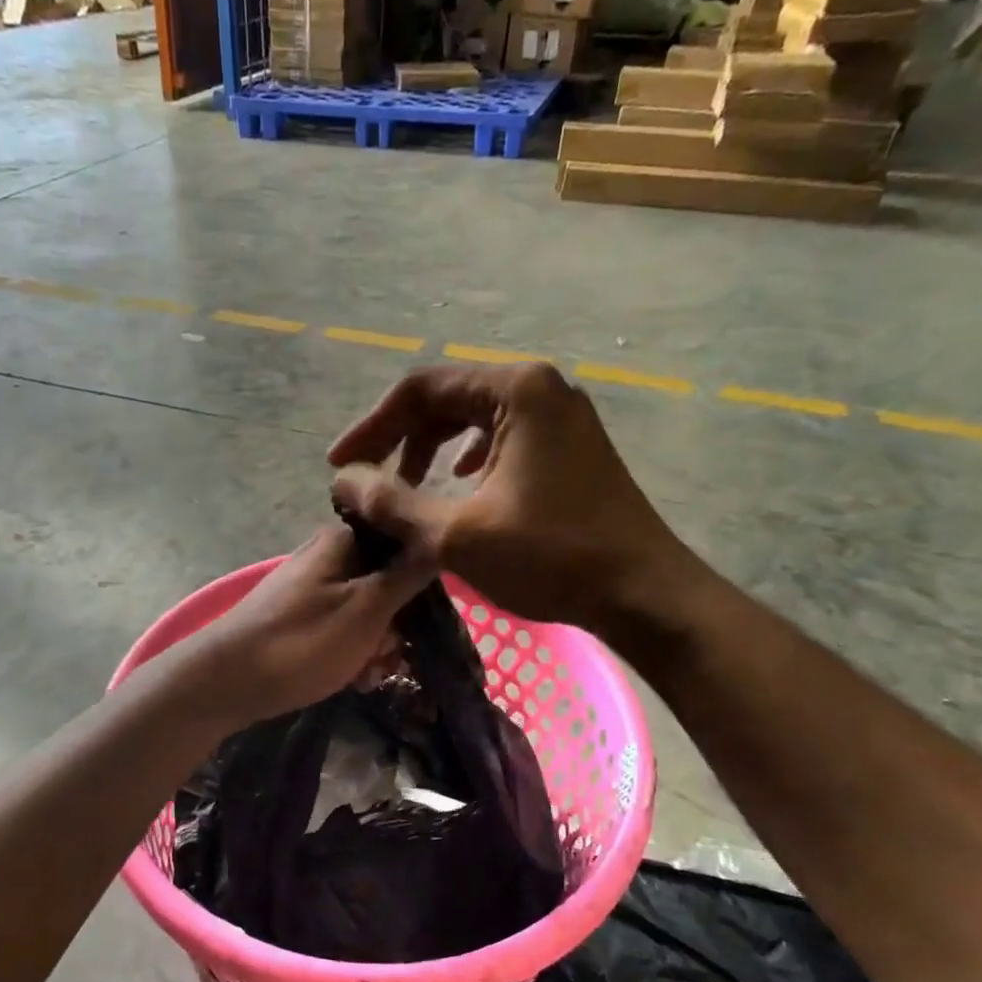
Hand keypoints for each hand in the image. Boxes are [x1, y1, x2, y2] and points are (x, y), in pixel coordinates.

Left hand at [177, 524, 434, 724]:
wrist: (226, 682)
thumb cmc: (302, 642)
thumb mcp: (367, 608)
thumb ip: (407, 574)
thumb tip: (439, 538)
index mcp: (343, 541)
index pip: (404, 543)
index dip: (423, 578)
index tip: (426, 616)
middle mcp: (327, 556)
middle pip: (387, 581)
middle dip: (397, 622)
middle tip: (389, 654)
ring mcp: (311, 588)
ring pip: (367, 610)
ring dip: (377, 643)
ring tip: (368, 672)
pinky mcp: (299, 618)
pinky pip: (342, 628)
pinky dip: (352, 651)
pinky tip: (353, 678)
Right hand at [328, 364, 703, 632]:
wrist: (642, 593)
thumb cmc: (550, 557)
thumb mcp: (456, 533)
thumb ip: (392, 503)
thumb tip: (344, 482)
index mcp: (516, 390)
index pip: (421, 390)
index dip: (372, 427)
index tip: (339, 466)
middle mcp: (541, 388)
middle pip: (448, 399)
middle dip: (401, 438)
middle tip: (369, 480)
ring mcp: (561, 416)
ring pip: (475, 419)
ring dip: (432, 450)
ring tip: (406, 487)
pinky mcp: (570, 447)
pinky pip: (503, 438)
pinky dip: (468, 460)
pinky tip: (458, 486)